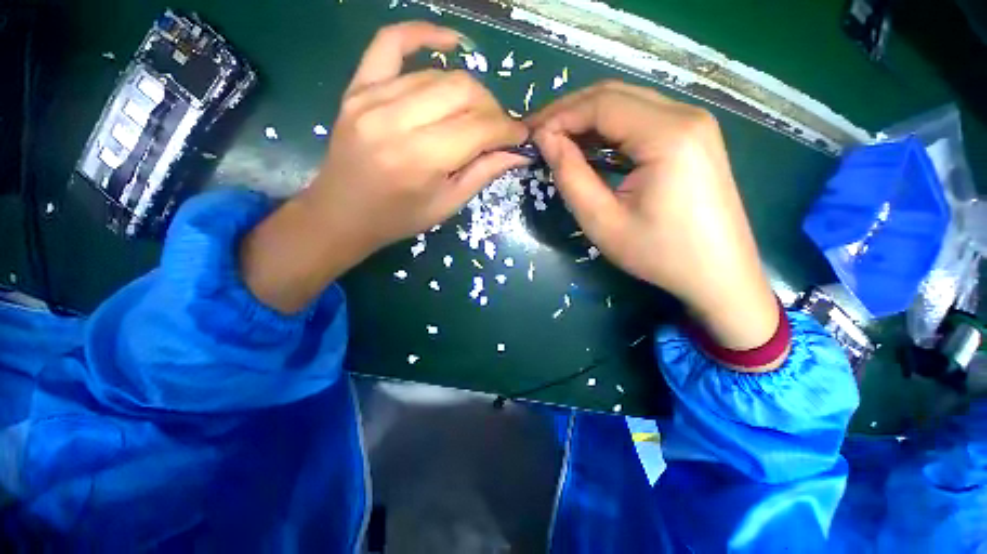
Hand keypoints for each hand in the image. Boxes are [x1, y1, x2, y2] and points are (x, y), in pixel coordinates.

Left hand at [241, 22, 526, 313]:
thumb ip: (483, 173)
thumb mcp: (447, 205)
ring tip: (475, 113)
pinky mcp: (357, 88)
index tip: (520, 136)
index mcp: (421, 159)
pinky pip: (390, 43)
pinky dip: (422, 34)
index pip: (479, 127)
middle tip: (497, 129)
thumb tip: (518, 152)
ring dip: (468, 91)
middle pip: (463, 90)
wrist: (343, 214)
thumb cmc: (399, 218)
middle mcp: (396, 120)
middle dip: (492, 109)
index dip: (507, 129)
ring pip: (438, 75)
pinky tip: (449, 42)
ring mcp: (372, 98)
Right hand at [528, 81, 779, 356]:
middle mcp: (686, 115)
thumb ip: (570, 176)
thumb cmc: (658, 253)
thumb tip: (546, 140)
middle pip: (615, 95)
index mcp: (667, 134)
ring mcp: (694, 124)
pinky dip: (609, 130)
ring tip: (557, 142)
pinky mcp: (694, 137)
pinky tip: (590, 148)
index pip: (601, 104)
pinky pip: (642, 120)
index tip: (531, 138)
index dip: (559, 116)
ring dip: (588, 119)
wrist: (718, 274)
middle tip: (539, 135)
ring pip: (628, 104)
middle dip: (570, 111)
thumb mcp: (602, 221)